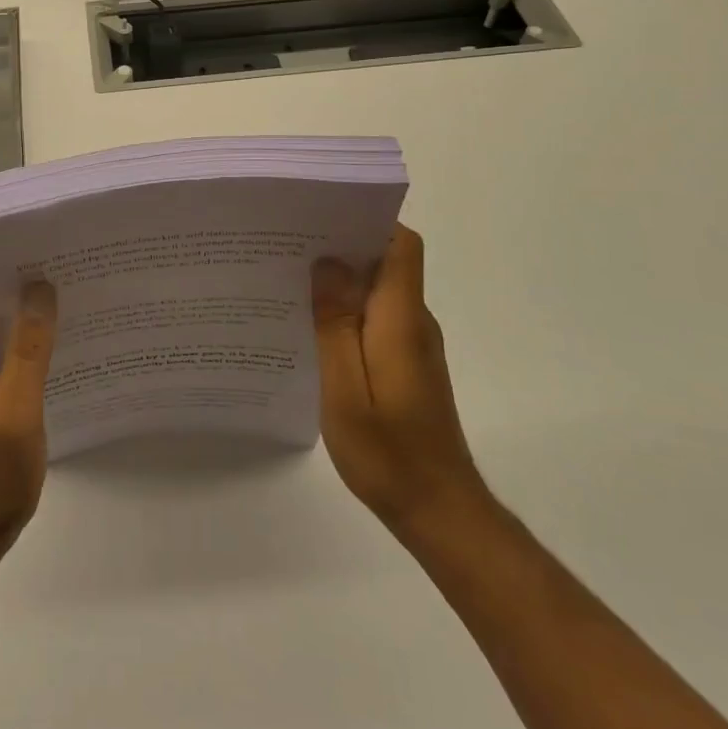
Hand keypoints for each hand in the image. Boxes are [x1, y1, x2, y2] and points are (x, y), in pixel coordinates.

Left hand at [0, 258, 56, 564]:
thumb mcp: (15, 410)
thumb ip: (28, 348)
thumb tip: (40, 285)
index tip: (32, 236)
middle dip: (16, 271)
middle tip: (65, 257)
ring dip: (25, 304)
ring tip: (72, 287)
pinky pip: (4, 346)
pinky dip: (27, 335)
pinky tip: (64, 337)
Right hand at [312, 225, 485, 539]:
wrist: (439, 512)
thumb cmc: (389, 452)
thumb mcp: (346, 389)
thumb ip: (336, 324)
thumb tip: (327, 263)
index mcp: (401, 319)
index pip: (401, 246)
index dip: (368, 221)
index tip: (322, 217)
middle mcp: (414, 321)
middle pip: (386, 262)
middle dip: (341, 245)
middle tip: (288, 245)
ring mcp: (413, 343)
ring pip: (378, 290)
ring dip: (340, 280)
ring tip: (289, 280)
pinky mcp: (407, 363)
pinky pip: (376, 318)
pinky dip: (346, 311)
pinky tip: (311, 327)